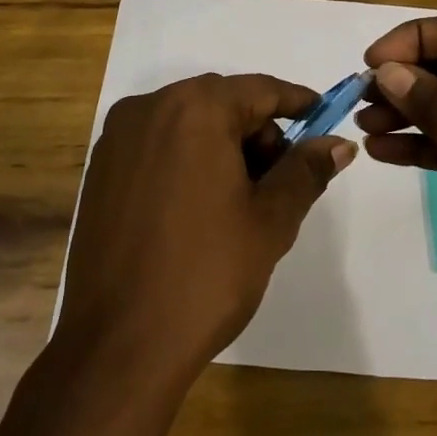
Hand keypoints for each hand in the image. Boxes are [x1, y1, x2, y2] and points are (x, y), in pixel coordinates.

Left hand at [55, 73, 353, 376]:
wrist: (118, 346)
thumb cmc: (206, 274)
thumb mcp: (270, 220)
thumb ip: (305, 171)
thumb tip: (338, 143)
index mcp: (194, 109)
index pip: (260, 90)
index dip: (297, 103)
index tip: (323, 118)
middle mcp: (149, 108)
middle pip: (221, 103)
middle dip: (257, 133)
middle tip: (280, 181)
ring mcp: (117, 138)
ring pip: (187, 123)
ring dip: (221, 146)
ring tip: (240, 201)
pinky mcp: (99, 169)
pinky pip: (156, 145)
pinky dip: (185, 159)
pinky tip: (197, 208)